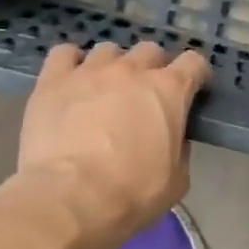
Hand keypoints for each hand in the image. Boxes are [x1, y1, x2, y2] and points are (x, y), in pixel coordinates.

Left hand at [16, 41, 209, 246]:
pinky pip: (64, 54)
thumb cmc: (132, 193)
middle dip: (152, 68)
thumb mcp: (176, 180)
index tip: (191, 91)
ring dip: (113, 66)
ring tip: (104, 90)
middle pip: (150, 50)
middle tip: (144, 95)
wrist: (71, 198)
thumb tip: (172, 138)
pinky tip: (71, 81)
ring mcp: (90, 70)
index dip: (195, 75)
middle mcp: (131, 70)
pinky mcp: (54, 79)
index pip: (193, 62)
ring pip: (108, 51)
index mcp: (169, 91)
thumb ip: (180, 149)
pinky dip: (71, 63)